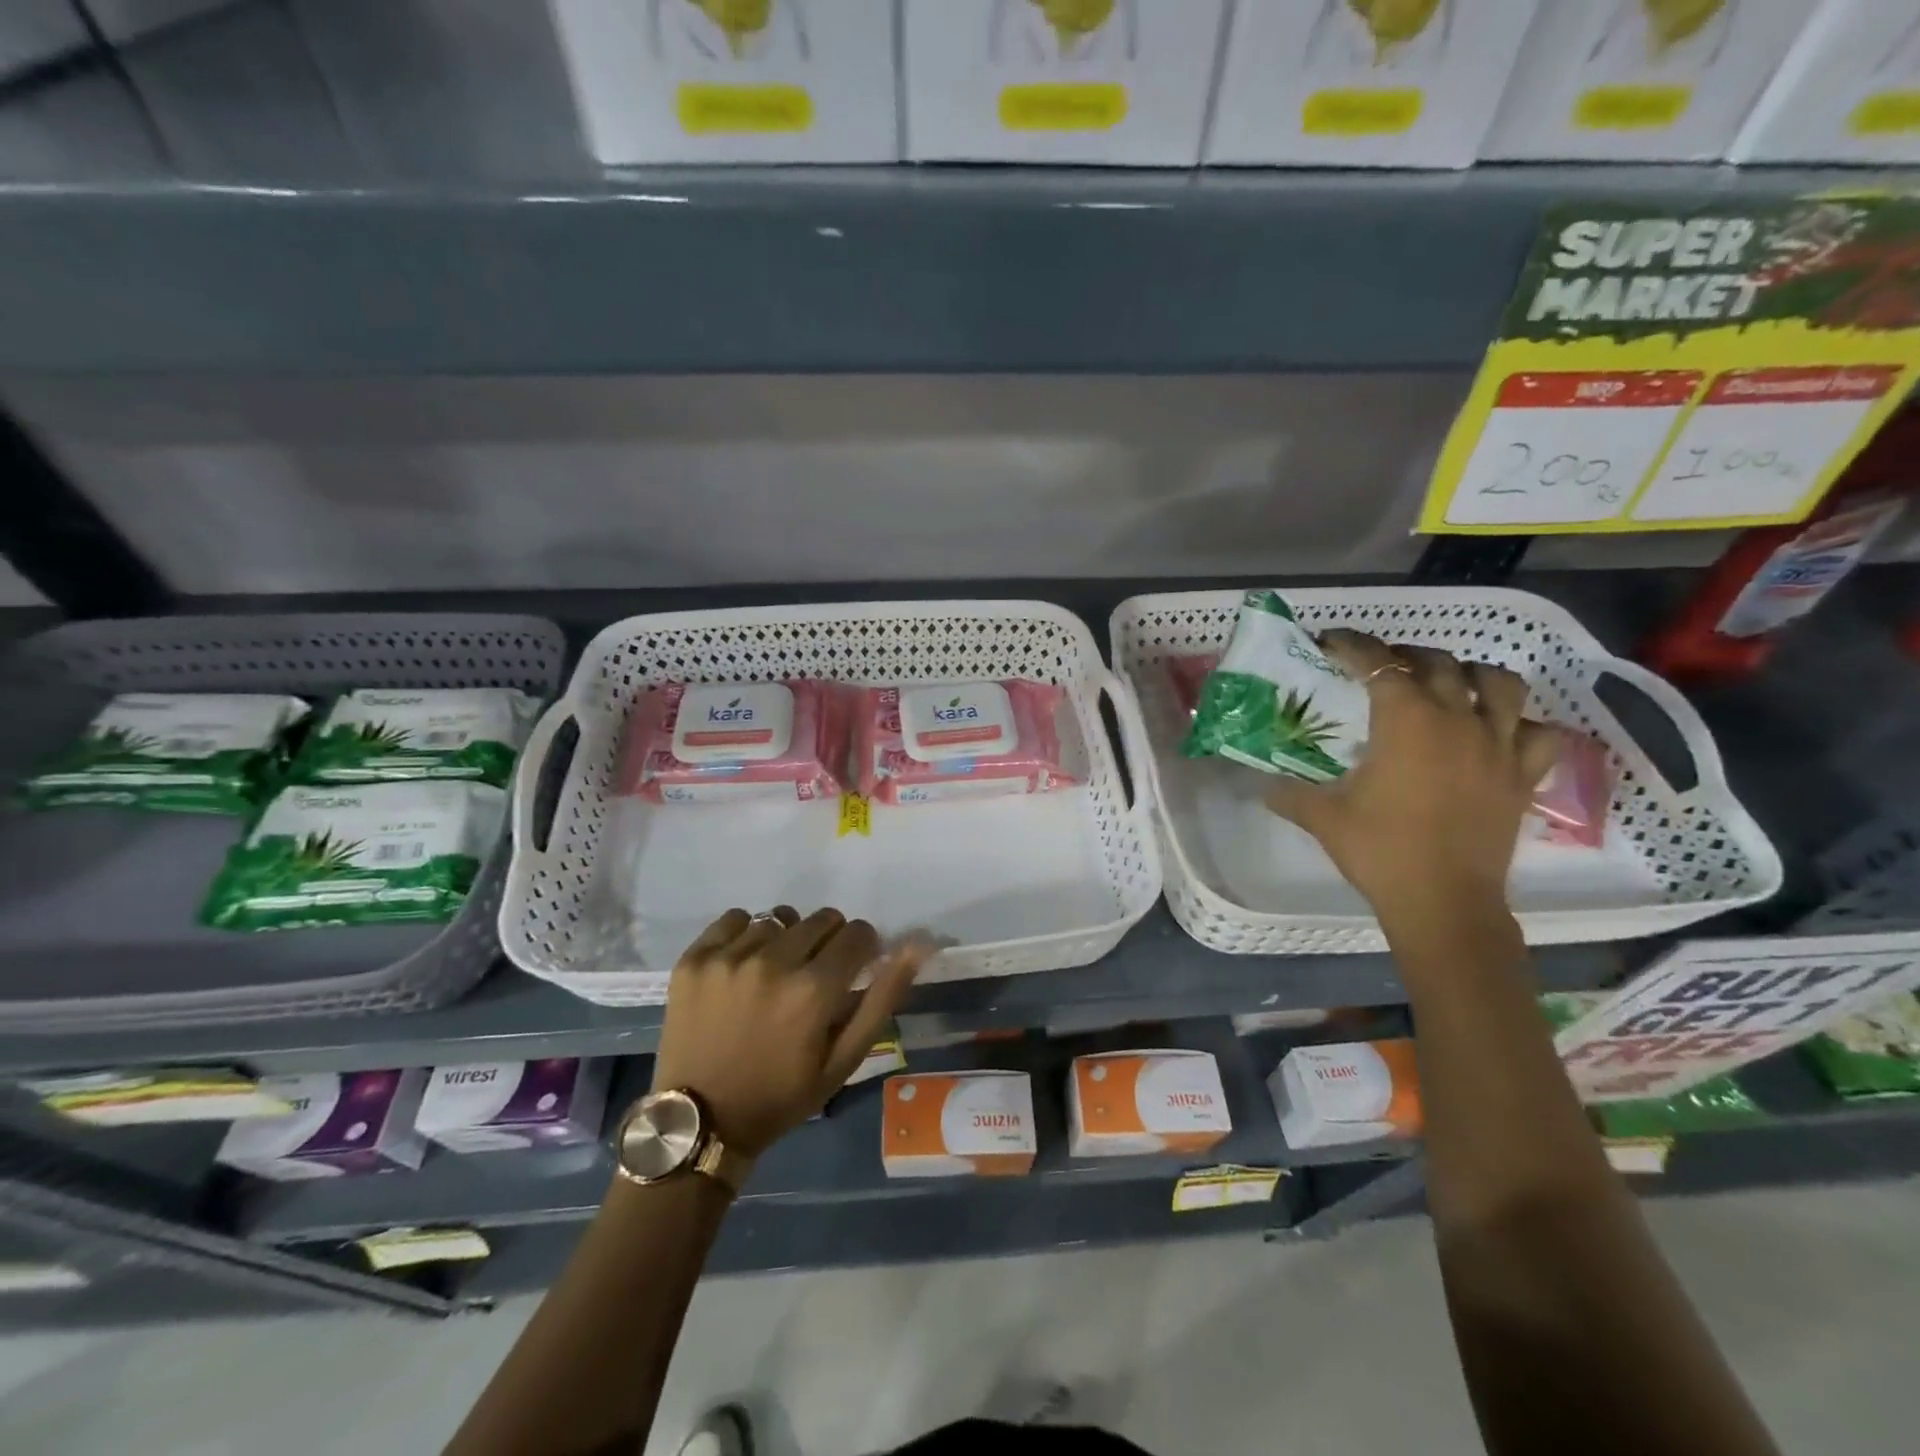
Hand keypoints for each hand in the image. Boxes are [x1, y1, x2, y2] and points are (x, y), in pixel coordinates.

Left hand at [650, 907, 928, 1158]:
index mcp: (814, 990)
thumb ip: (883, 997)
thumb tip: (918, 944)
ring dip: (786, 940)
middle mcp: (773, 962)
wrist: (699, 1122)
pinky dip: (746, 934)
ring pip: (779, 920)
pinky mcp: (695, 958)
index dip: (862, 948)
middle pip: (822, 919)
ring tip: (774, 975)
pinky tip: (743, 964)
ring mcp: (729, 958)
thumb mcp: (844, 1059)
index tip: (853, 968)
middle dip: (829, 942)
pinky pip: (735, 918)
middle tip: (814, 975)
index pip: (857, 933)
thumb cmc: (781, 1095)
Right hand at [1264, 631, 1559, 935]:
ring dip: (1470, 675)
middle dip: (1405, 656)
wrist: (1443, 901)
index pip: (1378, 665)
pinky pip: (1538, 733)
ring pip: (1500, 684)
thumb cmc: (1380, 851)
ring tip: (1448, 685)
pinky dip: (1521, 724)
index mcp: (1406, 722)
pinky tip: (1499, 733)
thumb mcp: (1324, 817)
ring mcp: (1497, 746)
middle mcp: (1457, 721)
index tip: (1331, 642)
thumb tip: (1259, 785)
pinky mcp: (1522, 776)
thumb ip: (1288, 793)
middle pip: (1438, 664)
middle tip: (1380, 668)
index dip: (1353, 646)